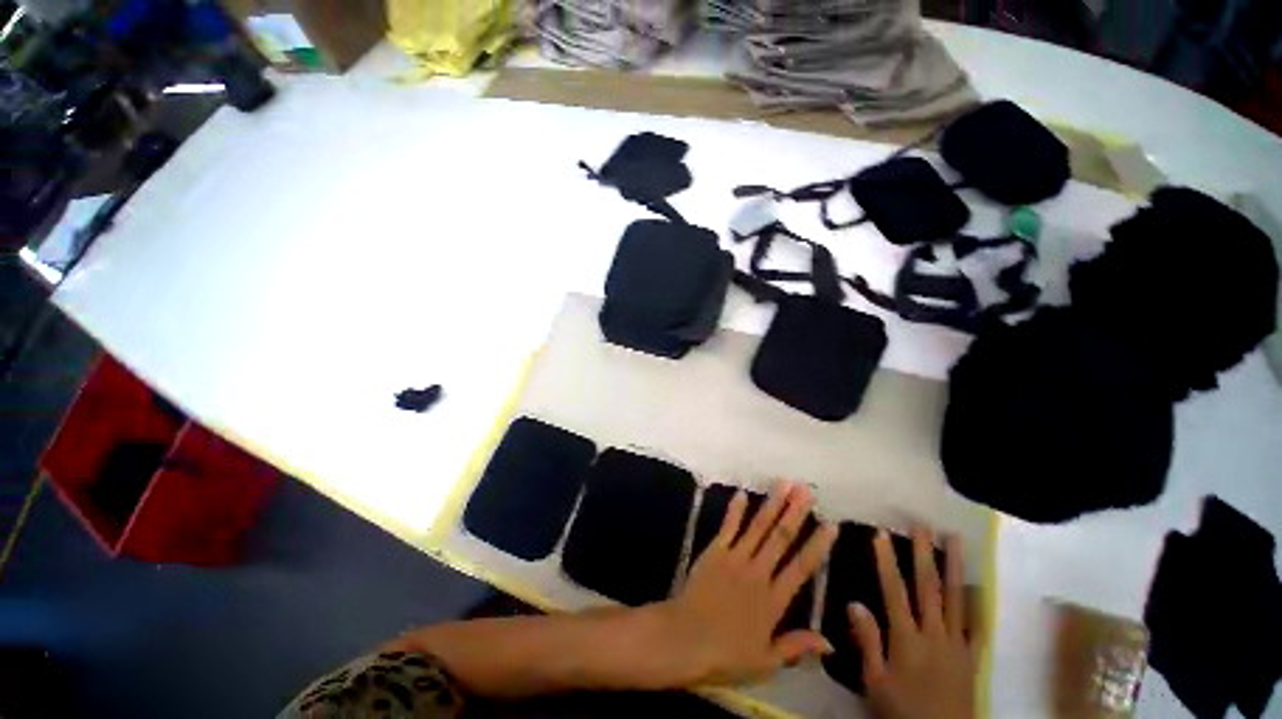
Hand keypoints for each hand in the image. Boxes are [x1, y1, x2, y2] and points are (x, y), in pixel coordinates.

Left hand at [654, 481, 838, 685]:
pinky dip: (735, 510)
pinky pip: (728, 527)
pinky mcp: (714, 551)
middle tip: (807, 490)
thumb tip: (830, 643)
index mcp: (773, 600)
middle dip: (795, 512)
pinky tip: (742, 492)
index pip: (801, 568)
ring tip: (784, 484)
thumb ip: (796, 647)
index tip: (831, 524)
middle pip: (780, 538)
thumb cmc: (726, 654)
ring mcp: (735, 558)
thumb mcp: (766, 662)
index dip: (817, 545)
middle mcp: (757, 573)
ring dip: (772, 504)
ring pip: (758, 526)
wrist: (685, 638)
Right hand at [848, 528, 978, 718]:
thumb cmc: (903, 710)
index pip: (895, 592)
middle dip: (924, 554)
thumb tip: (854, 602)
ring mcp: (957, 643)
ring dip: (954, 566)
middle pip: (929, 588)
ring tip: (955, 539)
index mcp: (907, 640)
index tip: (881, 534)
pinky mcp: (971, 656)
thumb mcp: (875, 683)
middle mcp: (934, 634)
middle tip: (922, 525)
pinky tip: (979, 584)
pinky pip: (976, 624)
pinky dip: (977, 602)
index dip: (887, 562)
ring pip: (956, 598)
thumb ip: (867, 643)